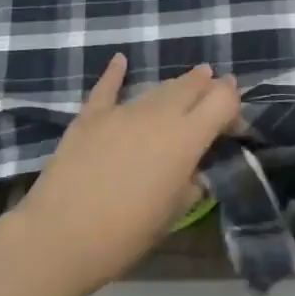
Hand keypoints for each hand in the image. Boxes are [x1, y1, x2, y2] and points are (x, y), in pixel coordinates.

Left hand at [17, 56, 240, 290]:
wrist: (60, 235)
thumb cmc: (126, 234)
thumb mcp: (173, 214)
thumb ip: (191, 184)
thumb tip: (194, 171)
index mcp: (186, 139)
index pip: (222, 100)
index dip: (233, 104)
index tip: (233, 121)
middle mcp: (159, 115)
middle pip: (191, 86)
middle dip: (207, 86)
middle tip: (216, 89)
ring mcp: (122, 112)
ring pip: (157, 89)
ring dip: (175, 86)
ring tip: (186, 82)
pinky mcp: (90, 116)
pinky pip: (107, 88)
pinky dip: (115, 73)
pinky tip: (120, 60)